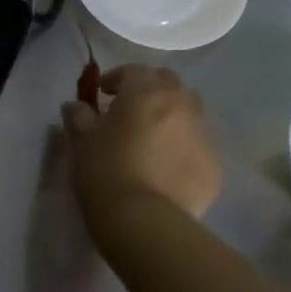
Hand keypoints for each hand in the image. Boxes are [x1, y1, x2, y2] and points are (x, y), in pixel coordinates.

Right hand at [60, 64, 221, 237]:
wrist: (144, 221)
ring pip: (190, 111)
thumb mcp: (81, 141)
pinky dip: (183, 147)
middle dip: (149, 90)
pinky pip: (197, 145)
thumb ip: (78, 116)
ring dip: (171, 115)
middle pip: (168, 83)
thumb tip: (76, 106)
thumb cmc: (105, 172)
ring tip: (153, 137)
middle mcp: (181, 105)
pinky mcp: (214, 165)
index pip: (133, 71)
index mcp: (146, 92)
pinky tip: (167, 168)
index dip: (115, 78)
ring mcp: (203, 135)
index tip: (102, 94)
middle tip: (130, 110)